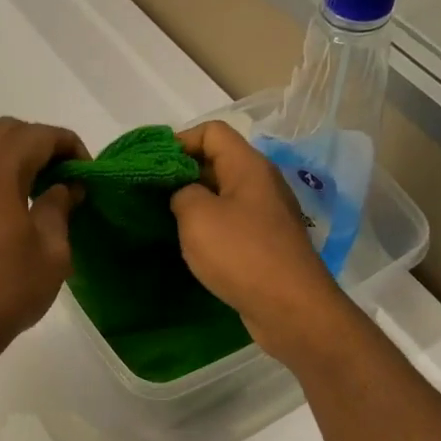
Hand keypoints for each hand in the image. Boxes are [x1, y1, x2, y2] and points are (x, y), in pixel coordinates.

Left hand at [0, 117, 87, 372]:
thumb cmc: (6, 288)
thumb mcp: (51, 250)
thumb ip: (59, 207)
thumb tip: (65, 186)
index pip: (38, 135)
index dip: (69, 145)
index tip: (88, 172)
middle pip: (7, 132)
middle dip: (40, 144)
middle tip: (65, 175)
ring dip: (14, 157)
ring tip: (39, 189)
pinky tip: (11, 208)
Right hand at [171, 121, 355, 367]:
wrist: (290, 308)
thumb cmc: (241, 254)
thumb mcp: (197, 216)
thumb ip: (181, 192)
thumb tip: (183, 194)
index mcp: (248, 166)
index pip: (212, 131)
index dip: (179, 141)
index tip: (152, 166)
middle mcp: (261, 183)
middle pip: (217, 161)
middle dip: (182, 172)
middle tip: (150, 193)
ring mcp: (266, 215)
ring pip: (223, 194)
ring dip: (193, 202)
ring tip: (164, 219)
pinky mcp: (266, 243)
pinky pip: (231, 222)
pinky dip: (208, 227)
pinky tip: (190, 244)